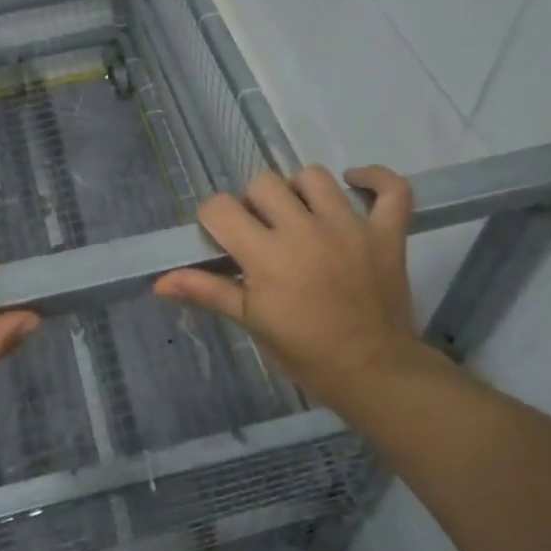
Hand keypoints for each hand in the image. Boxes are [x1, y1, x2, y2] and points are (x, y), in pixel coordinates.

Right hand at [154, 166, 445, 410]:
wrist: (375, 374)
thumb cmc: (306, 354)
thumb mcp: (251, 323)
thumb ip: (208, 291)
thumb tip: (159, 282)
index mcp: (266, 255)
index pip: (221, 208)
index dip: (214, 219)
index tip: (222, 238)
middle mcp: (305, 230)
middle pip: (264, 183)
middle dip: (254, 203)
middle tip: (262, 232)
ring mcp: (349, 227)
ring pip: (314, 176)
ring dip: (301, 191)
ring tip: (302, 215)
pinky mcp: (387, 233)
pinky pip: (392, 189)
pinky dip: (375, 180)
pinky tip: (355, 185)